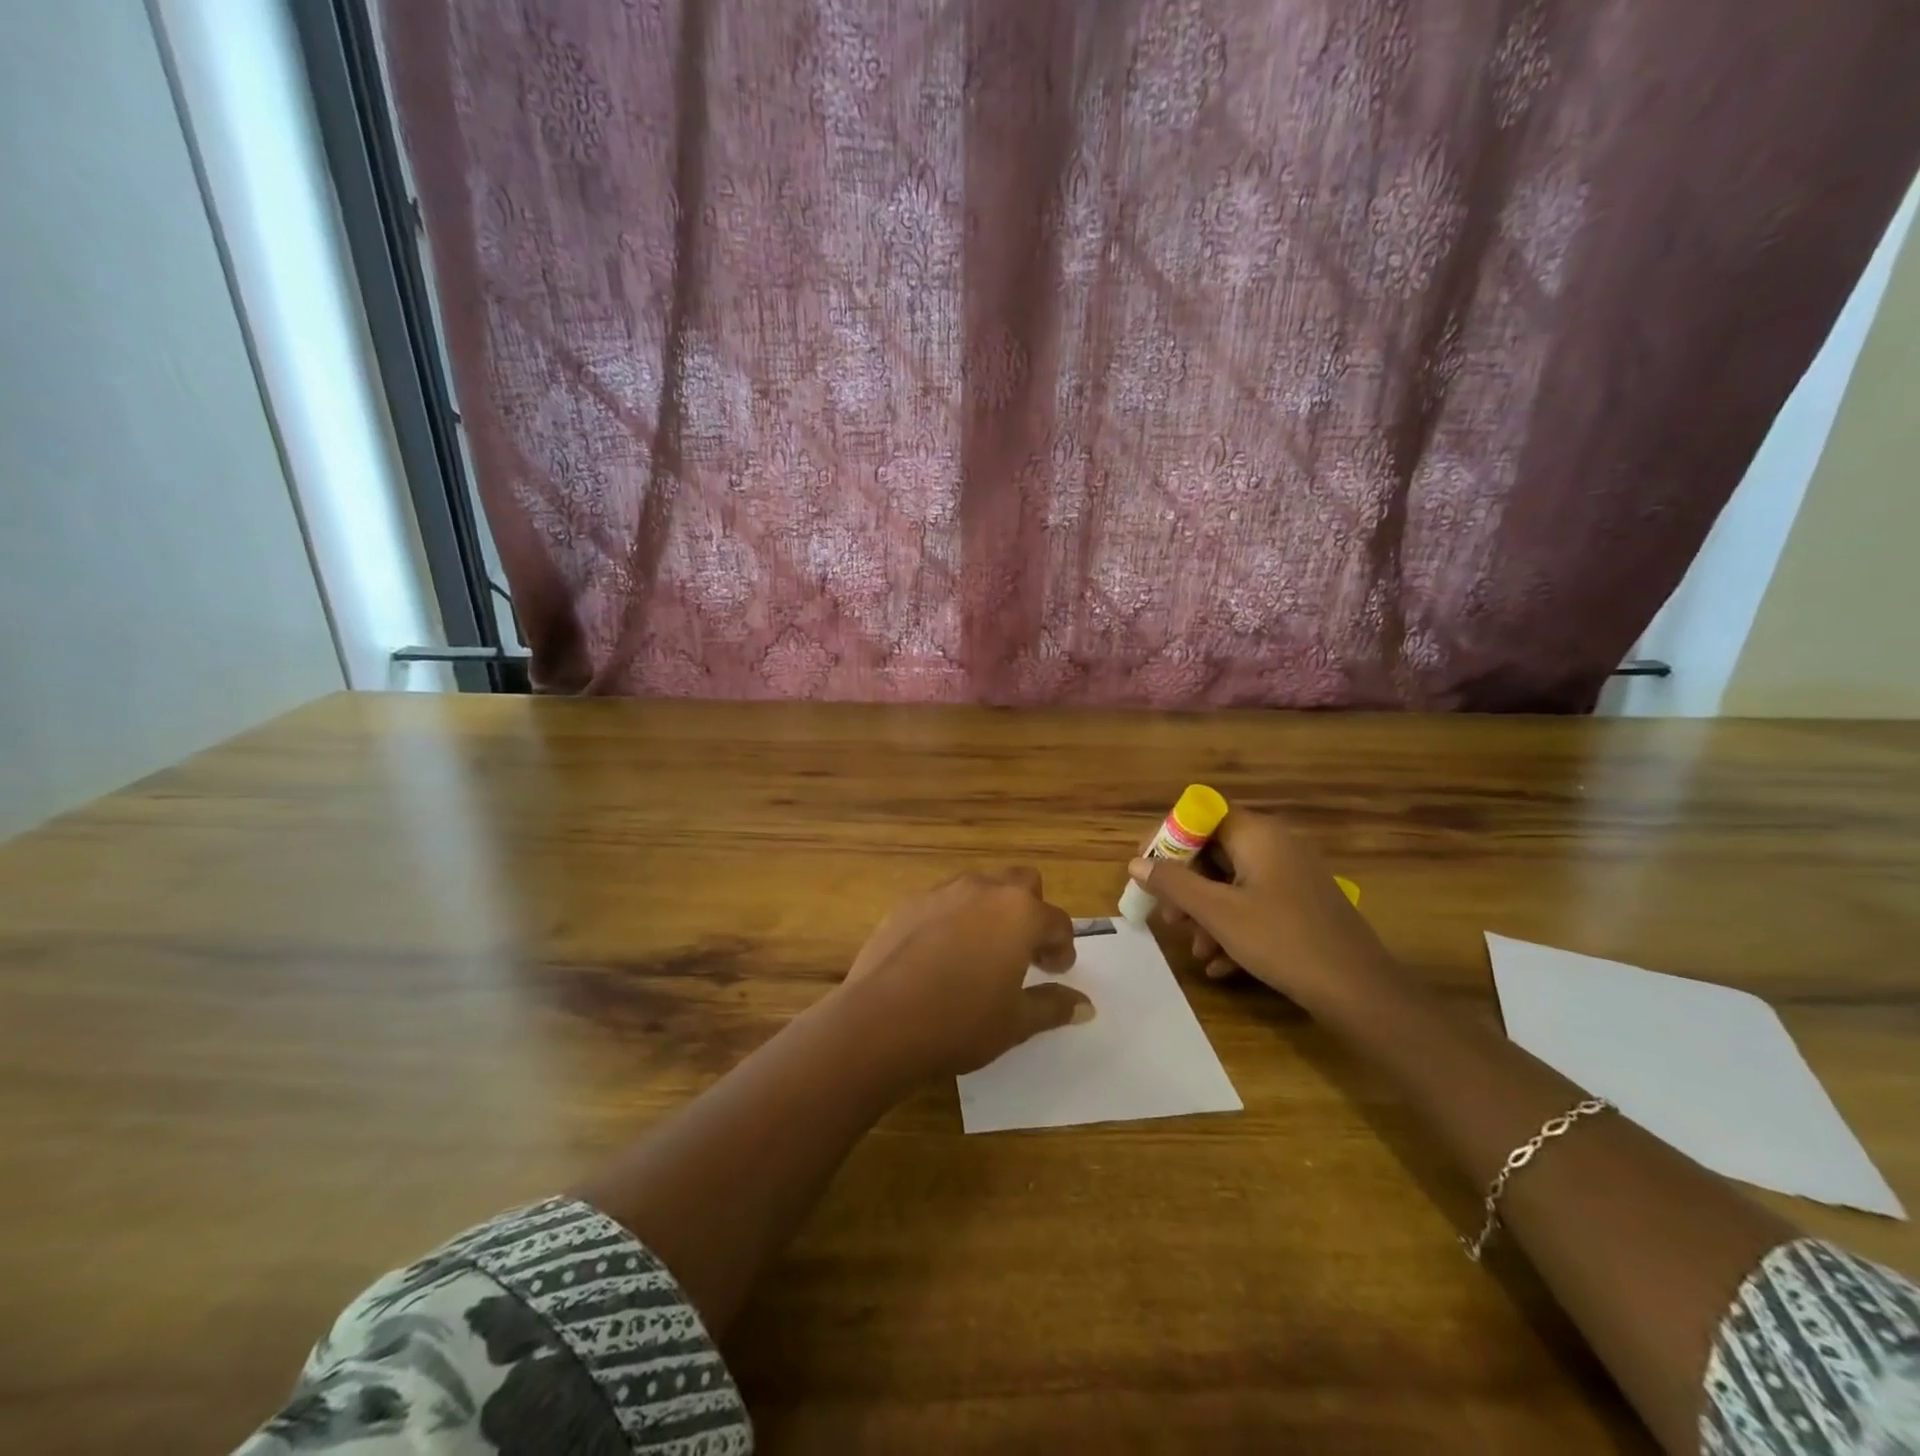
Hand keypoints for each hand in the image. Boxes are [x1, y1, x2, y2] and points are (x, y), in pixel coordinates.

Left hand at [839, 867, 1093, 1077]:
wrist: (881, 1021)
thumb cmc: (961, 1022)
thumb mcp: (1016, 1022)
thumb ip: (1053, 1006)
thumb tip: (1085, 1007)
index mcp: (1019, 913)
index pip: (1057, 921)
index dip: (1062, 947)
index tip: (1055, 971)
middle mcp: (983, 890)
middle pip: (1021, 883)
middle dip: (1030, 910)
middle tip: (1024, 951)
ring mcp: (941, 892)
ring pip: (979, 887)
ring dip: (990, 910)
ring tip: (981, 952)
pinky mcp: (907, 904)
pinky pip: (942, 902)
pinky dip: (952, 919)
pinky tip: (940, 955)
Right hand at [1130, 812, 1402, 1019]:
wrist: (1359, 991)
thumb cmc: (1282, 940)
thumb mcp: (1218, 913)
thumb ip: (1173, 883)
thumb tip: (1136, 862)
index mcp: (1257, 834)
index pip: (1200, 814)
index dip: (1168, 837)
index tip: (1146, 868)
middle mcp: (1275, 845)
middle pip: (1213, 851)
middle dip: (1185, 886)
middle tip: (1169, 919)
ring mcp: (1291, 876)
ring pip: (1231, 883)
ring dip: (1206, 914)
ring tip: (1196, 950)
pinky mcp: (1300, 905)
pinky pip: (1254, 904)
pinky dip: (1232, 927)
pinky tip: (1219, 965)